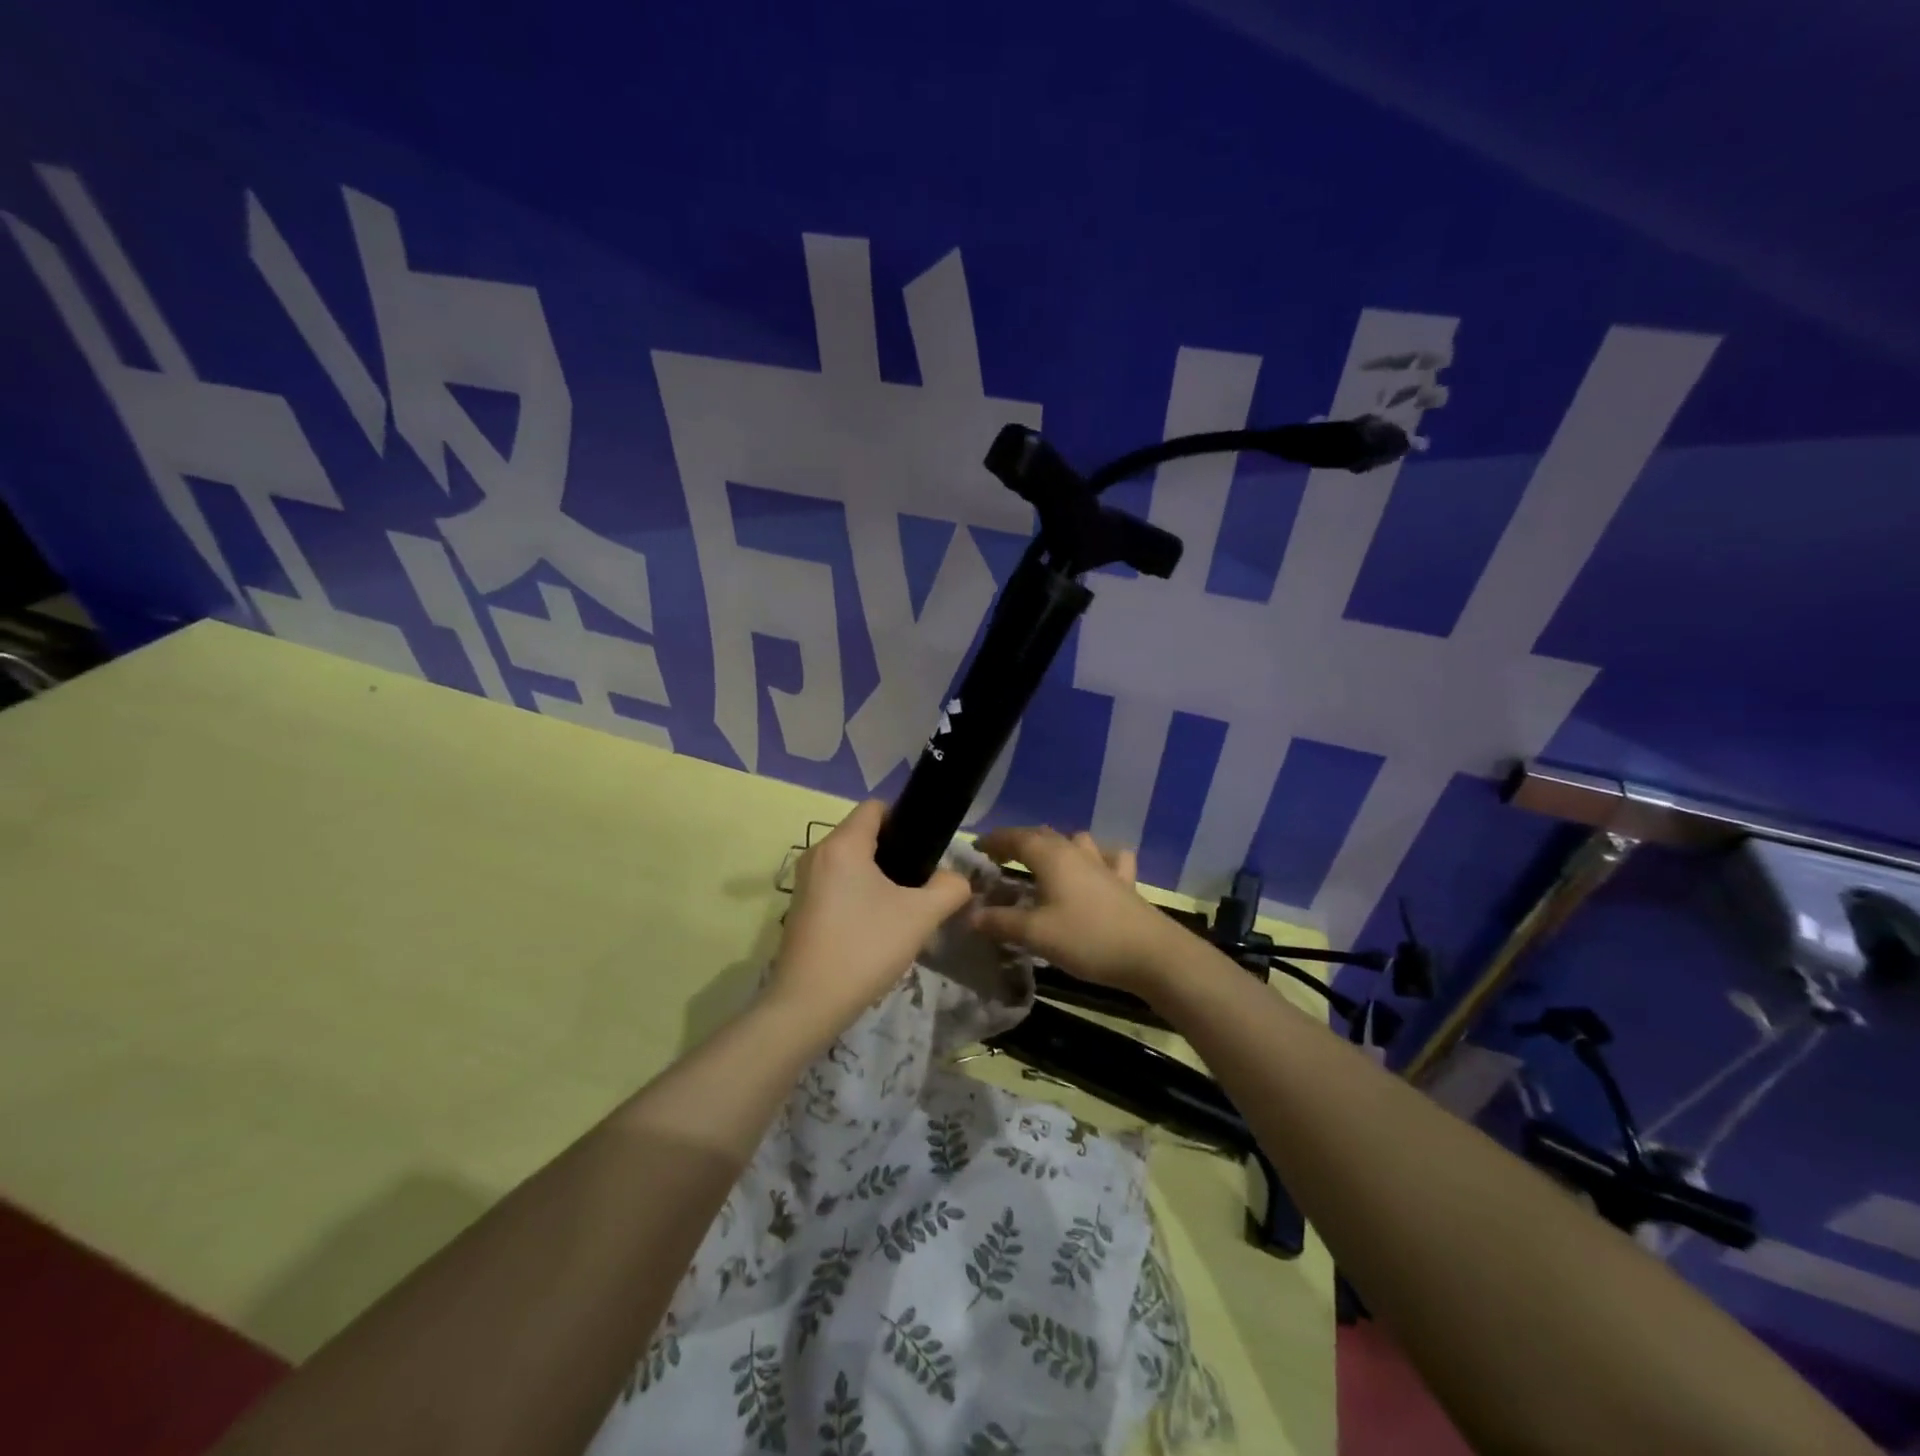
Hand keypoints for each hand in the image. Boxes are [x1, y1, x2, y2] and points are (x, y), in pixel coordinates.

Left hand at [766, 800, 973, 1046]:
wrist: (809, 1004)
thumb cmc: (865, 948)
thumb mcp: (921, 916)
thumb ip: (949, 888)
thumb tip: (955, 879)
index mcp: (843, 845)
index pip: (875, 807)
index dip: (905, 819)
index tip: (926, 848)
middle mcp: (817, 854)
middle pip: (863, 834)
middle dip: (895, 851)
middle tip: (921, 881)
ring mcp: (804, 882)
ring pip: (850, 861)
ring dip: (877, 875)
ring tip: (902, 905)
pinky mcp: (800, 907)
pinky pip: (836, 883)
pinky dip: (858, 893)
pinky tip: (875, 925)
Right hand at [970, 826, 1183, 996]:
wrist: (1152, 955)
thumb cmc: (1088, 939)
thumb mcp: (1036, 934)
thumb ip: (1000, 922)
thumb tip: (971, 914)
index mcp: (1052, 857)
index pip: (1016, 837)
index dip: (994, 840)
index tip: (976, 848)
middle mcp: (1076, 852)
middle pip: (1043, 836)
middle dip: (1019, 843)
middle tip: (1000, 858)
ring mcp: (1104, 865)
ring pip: (1075, 842)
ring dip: (1056, 846)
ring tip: (1044, 863)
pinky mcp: (1125, 882)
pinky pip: (1108, 859)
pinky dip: (1096, 859)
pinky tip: (1096, 871)